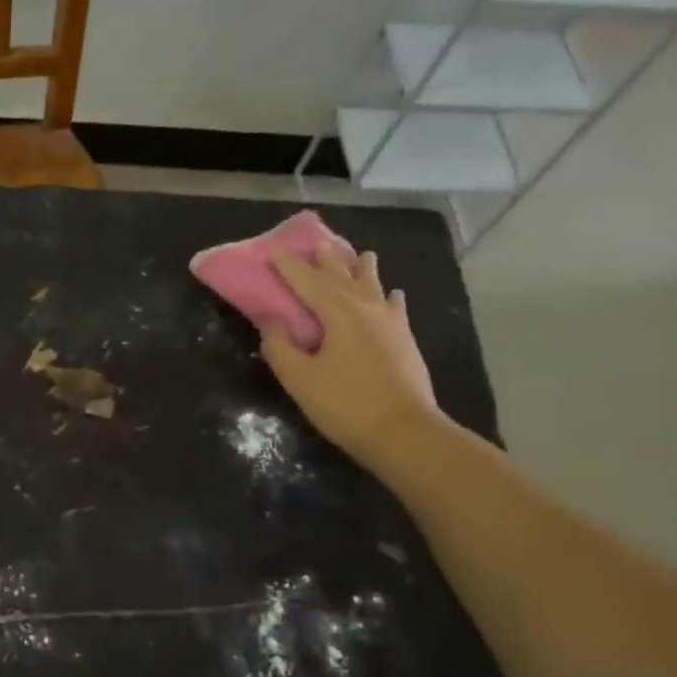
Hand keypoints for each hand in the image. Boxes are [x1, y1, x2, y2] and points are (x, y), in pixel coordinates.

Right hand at [261, 250, 446, 471]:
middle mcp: (366, 309)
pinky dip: (388, 296)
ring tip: (360, 255)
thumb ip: (281, 347)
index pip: (307, 282)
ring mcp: (391, 323)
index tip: (272, 251)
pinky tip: (392, 294)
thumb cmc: (345, 405)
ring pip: (373, 286)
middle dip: (326, 261)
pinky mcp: (405, 341)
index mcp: (338, 314)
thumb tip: (272, 323)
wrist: (404, 432)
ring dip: (361, 269)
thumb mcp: (300, 380)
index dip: (288, 267)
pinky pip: (395, 307)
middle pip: (342, 277)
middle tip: (316, 243)